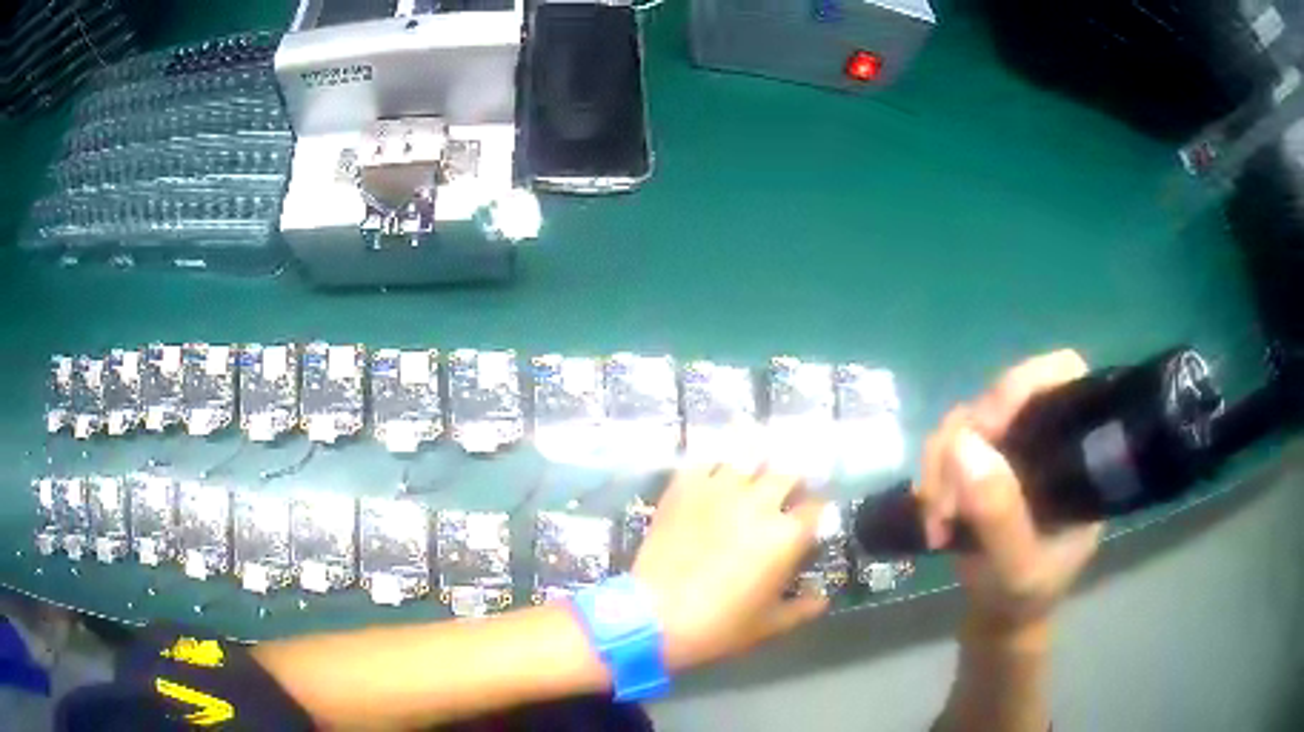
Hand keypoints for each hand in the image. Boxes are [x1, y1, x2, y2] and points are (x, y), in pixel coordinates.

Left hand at [632, 465, 828, 670]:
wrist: (654, 615)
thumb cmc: (718, 625)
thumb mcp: (768, 624)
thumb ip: (802, 608)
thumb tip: (821, 599)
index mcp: (786, 535)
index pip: (816, 508)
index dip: (815, 514)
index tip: (808, 522)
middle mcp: (759, 502)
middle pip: (787, 473)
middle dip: (791, 484)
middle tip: (782, 498)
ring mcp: (719, 489)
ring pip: (748, 460)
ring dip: (754, 470)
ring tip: (749, 482)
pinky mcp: (685, 486)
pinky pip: (706, 461)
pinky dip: (714, 467)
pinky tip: (713, 480)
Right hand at [917, 350, 1102, 633]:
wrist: (1001, 617)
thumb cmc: (1024, 597)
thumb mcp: (1017, 569)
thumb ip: (999, 515)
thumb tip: (963, 442)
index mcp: (1078, 452)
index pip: (1062, 376)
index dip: (1023, 384)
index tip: (986, 428)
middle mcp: (1046, 437)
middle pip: (1002, 395)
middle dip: (965, 439)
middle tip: (945, 498)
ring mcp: (1012, 449)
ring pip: (966, 419)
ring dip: (940, 464)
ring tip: (935, 518)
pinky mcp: (982, 463)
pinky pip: (948, 445)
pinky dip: (932, 475)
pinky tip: (932, 513)